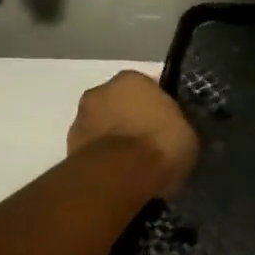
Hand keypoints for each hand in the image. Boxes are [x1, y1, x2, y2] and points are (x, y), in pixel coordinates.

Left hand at [67, 71, 199, 197]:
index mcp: (130, 78)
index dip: (158, 108)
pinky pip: (93, 150)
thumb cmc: (158, 144)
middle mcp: (100, 91)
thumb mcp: (186, 131)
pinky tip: (117, 177)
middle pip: (119, 104)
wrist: (119, 176)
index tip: (167, 126)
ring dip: (112, 140)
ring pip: (102, 126)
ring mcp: (80, 120)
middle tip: (148, 144)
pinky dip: (102, 159)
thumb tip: (173, 131)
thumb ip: (175, 123)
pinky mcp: (68, 149)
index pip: (147, 87)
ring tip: (132, 165)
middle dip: (130, 120)